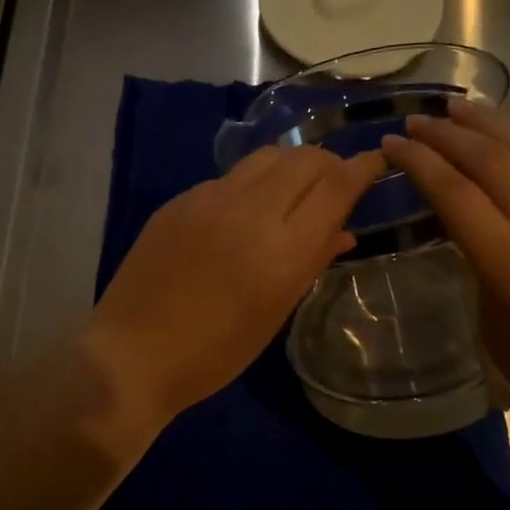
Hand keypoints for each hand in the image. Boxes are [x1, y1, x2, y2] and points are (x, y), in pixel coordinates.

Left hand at [81, 144, 385, 435]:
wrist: (132, 353)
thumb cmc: (213, 353)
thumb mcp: (273, 315)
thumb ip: (310, 265)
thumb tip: (343, 232)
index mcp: (281, 249)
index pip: (335, 185)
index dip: (362, 168)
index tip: (376, 161)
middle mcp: (248, 210)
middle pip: (304, 158)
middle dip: (329, 163)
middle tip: (335, 183)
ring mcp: (208, 199)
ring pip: (266, 157)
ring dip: (291, 165)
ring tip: (295, 190)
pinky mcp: (179, 200)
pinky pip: (230, 177)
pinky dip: (252, 183)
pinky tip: (246, 212)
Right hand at [381, 100, 509, 444]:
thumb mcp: (497, 336)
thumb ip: (483, 278)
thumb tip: (478, 244)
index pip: (455, 194)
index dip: (419, 163)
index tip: (392, 144)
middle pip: (492, 160)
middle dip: (448, 134)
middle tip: (420, 119)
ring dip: (495, 123)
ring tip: (464, 108)